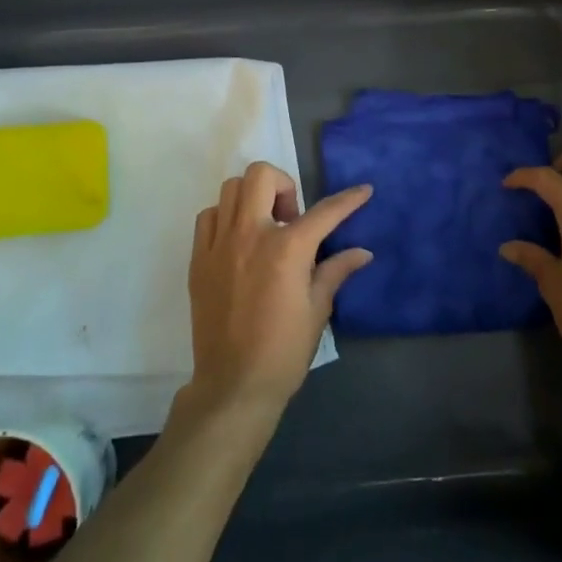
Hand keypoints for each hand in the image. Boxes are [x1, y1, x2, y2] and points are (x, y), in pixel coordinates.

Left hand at [185, 162, 373, 416]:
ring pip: (231, 189)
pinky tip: (238, 242)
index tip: (363, 191)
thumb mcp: (317, 310)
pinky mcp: (198, 260)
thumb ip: (336, 272)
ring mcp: (219, 245)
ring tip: (264, 228)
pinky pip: (208, 217)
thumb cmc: (283, 351)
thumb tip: (362, 252)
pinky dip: (225, 218)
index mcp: (286, 249)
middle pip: (261, 175)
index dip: (349, 199)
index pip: (324, 212)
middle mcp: (250, 235)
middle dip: (284, 186)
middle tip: (291, 218)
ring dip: (253, 199)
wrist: (233, 385)